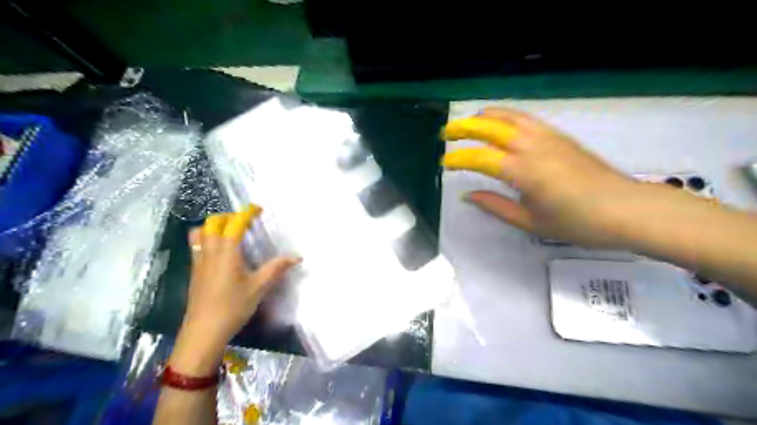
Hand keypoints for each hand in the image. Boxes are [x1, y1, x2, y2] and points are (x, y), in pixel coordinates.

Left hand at [169, 205, 300, 373]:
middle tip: (245, 222)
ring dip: (214, 225)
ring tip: (229, 232)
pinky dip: (206, 237)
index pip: (235, 224)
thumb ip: (277, 268)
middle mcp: (210, 251)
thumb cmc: (233, 307)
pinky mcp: (194, 271)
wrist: (203, 331)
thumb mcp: (259, 287)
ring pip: (200, 232)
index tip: (257, 208)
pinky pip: (196, 244)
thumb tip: (297, 257)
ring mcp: (198, 261)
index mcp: (227, 252)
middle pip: (213, 222)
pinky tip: (219, 250)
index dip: (246, 213)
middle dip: (229, 216)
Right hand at [444, 107, 649, 246]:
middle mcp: (532, 147)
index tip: (444, 163)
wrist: (626, 209)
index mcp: (522, 171)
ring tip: (469, 120)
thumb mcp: (530, 222)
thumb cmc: (577, 222)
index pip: (480, 158)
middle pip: (491, 128)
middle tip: (446, 133)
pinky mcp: (560, 136)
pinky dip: (507, 115)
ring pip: (510, 117)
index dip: (459, 159)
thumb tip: (468, 196)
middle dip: (464, 128)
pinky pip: (527, 118)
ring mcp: (548, 137)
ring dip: (485, 116)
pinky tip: (501, 121)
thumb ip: (495, 206)